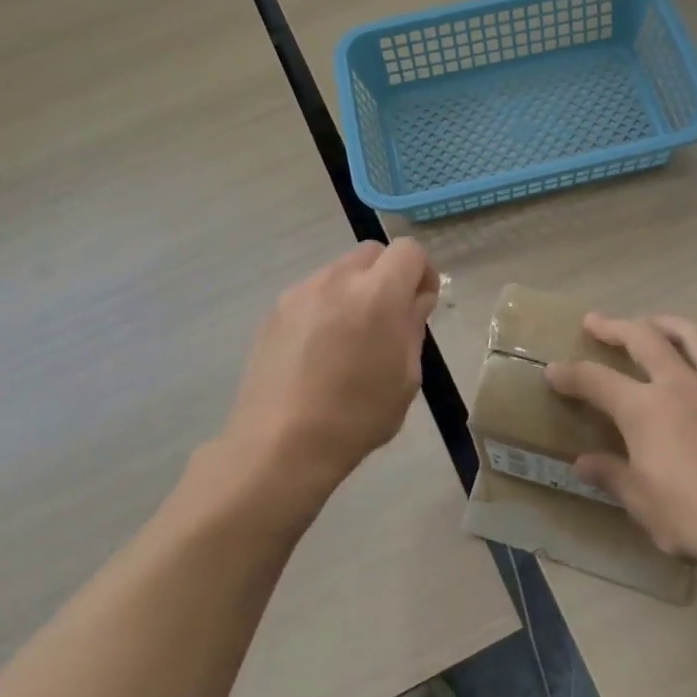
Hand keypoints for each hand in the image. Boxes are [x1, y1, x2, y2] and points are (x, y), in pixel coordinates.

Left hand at [214, 239, 439, 507]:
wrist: (281, 445)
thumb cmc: (357, 416)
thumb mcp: (406, 377)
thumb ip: (413, 327)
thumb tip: (415, 300)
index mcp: (378, 294)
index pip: (409, 250)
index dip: (422, 272)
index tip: (421, 304)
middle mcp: (337, 280)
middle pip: (372, 253)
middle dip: (388, 275)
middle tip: (389, 318)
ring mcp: (300, 293)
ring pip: (339, 272)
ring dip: (355, 291)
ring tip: (350, 338)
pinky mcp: (274, 311)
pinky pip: (312, 294)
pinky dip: (326, 307)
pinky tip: (319, 350)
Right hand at [546, 313, 696, 568]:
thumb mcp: (643, 504)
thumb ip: (612, 476)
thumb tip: (583, 463)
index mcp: (646, 409)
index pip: (596, 381)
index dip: (570, 374)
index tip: (553, 370)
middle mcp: (682, 385)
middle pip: (644, 338)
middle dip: (616, 326)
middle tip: (597, 322)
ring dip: (671, 323)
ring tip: (657, 323)